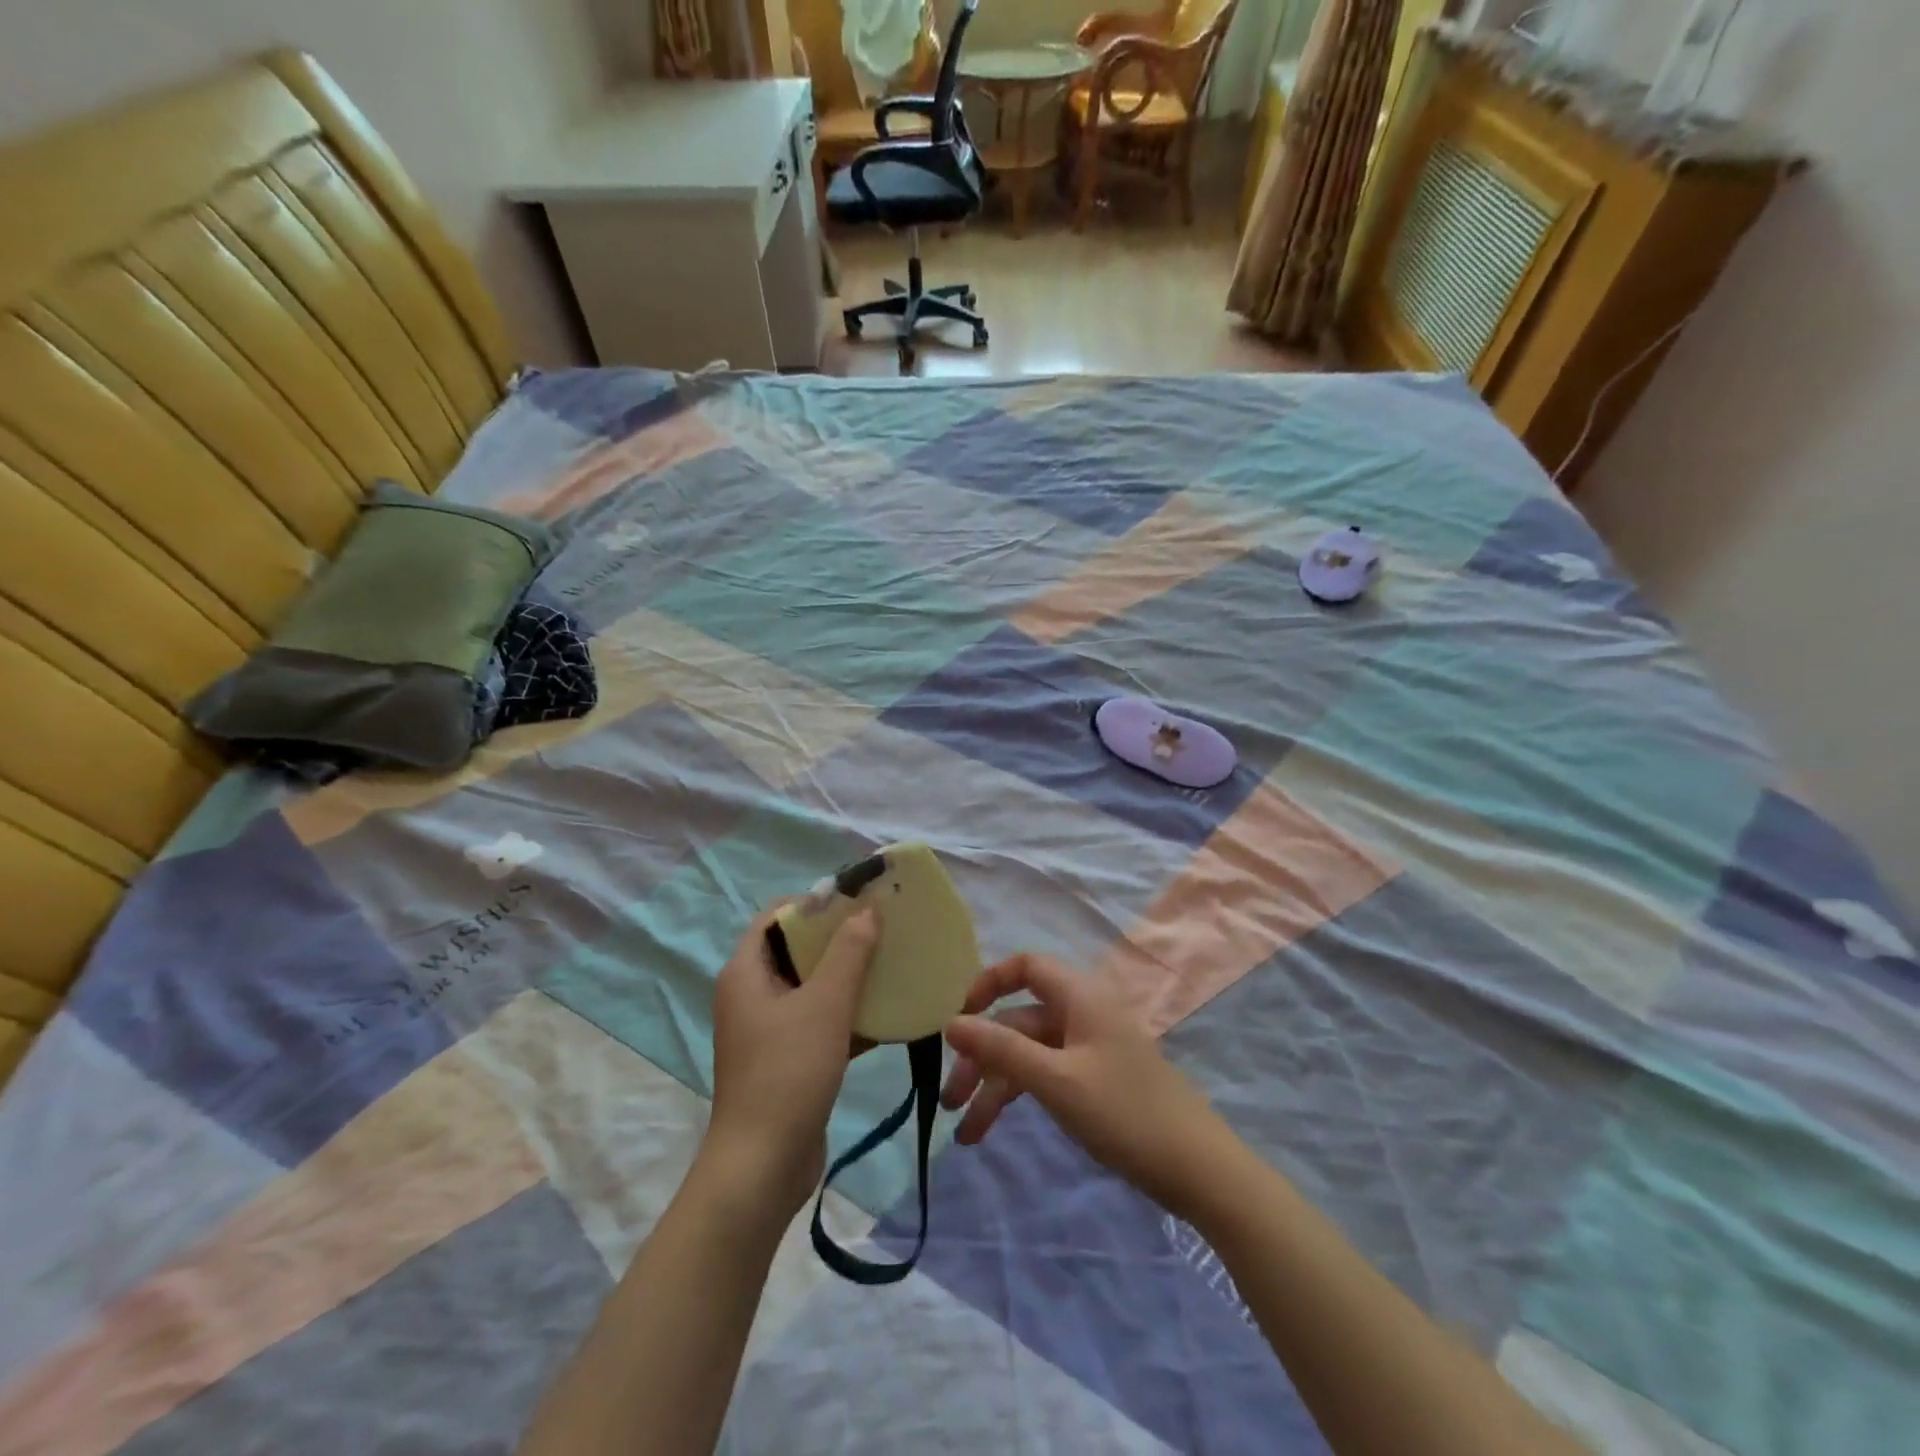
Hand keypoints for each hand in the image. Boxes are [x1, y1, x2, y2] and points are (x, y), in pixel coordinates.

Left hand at [706, 904, 878, 1218]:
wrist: (763, 1167)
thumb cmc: (788, 1072)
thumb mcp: (825, 1004)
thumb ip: (849, 953)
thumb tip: (866, 911)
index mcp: (746, 972)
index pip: (776, 916)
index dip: (814, 903)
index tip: (857, 900)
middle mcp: (752, 995)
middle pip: (796, 950)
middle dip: (839, 938)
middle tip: (883, 929)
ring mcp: (769, 1030)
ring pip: (812, 987)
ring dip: (849, 977)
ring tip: (892, 964)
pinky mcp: (788, 1059)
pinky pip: (820, 1022)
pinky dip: (848, 1015)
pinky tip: (889, 1014)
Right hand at [941, 953, 1227, 1214]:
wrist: (1198, 1170)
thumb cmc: (1124, 1113)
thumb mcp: (1056, 1080)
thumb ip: (1002, 1049)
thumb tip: (951, 1022)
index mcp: (1079, 997)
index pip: (1025, 966)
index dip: (988, 983)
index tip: (960, 1018)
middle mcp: (1081, 1014)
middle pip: (1018, 1020)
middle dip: (982, 1056)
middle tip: (950, 1100)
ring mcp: (1088, 1049)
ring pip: (1028, 1053)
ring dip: (995, 1086)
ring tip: (965, 1133)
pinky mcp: (1093, 1080)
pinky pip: (1045, 1076)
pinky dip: (1018, 1097)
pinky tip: (991, 1130)